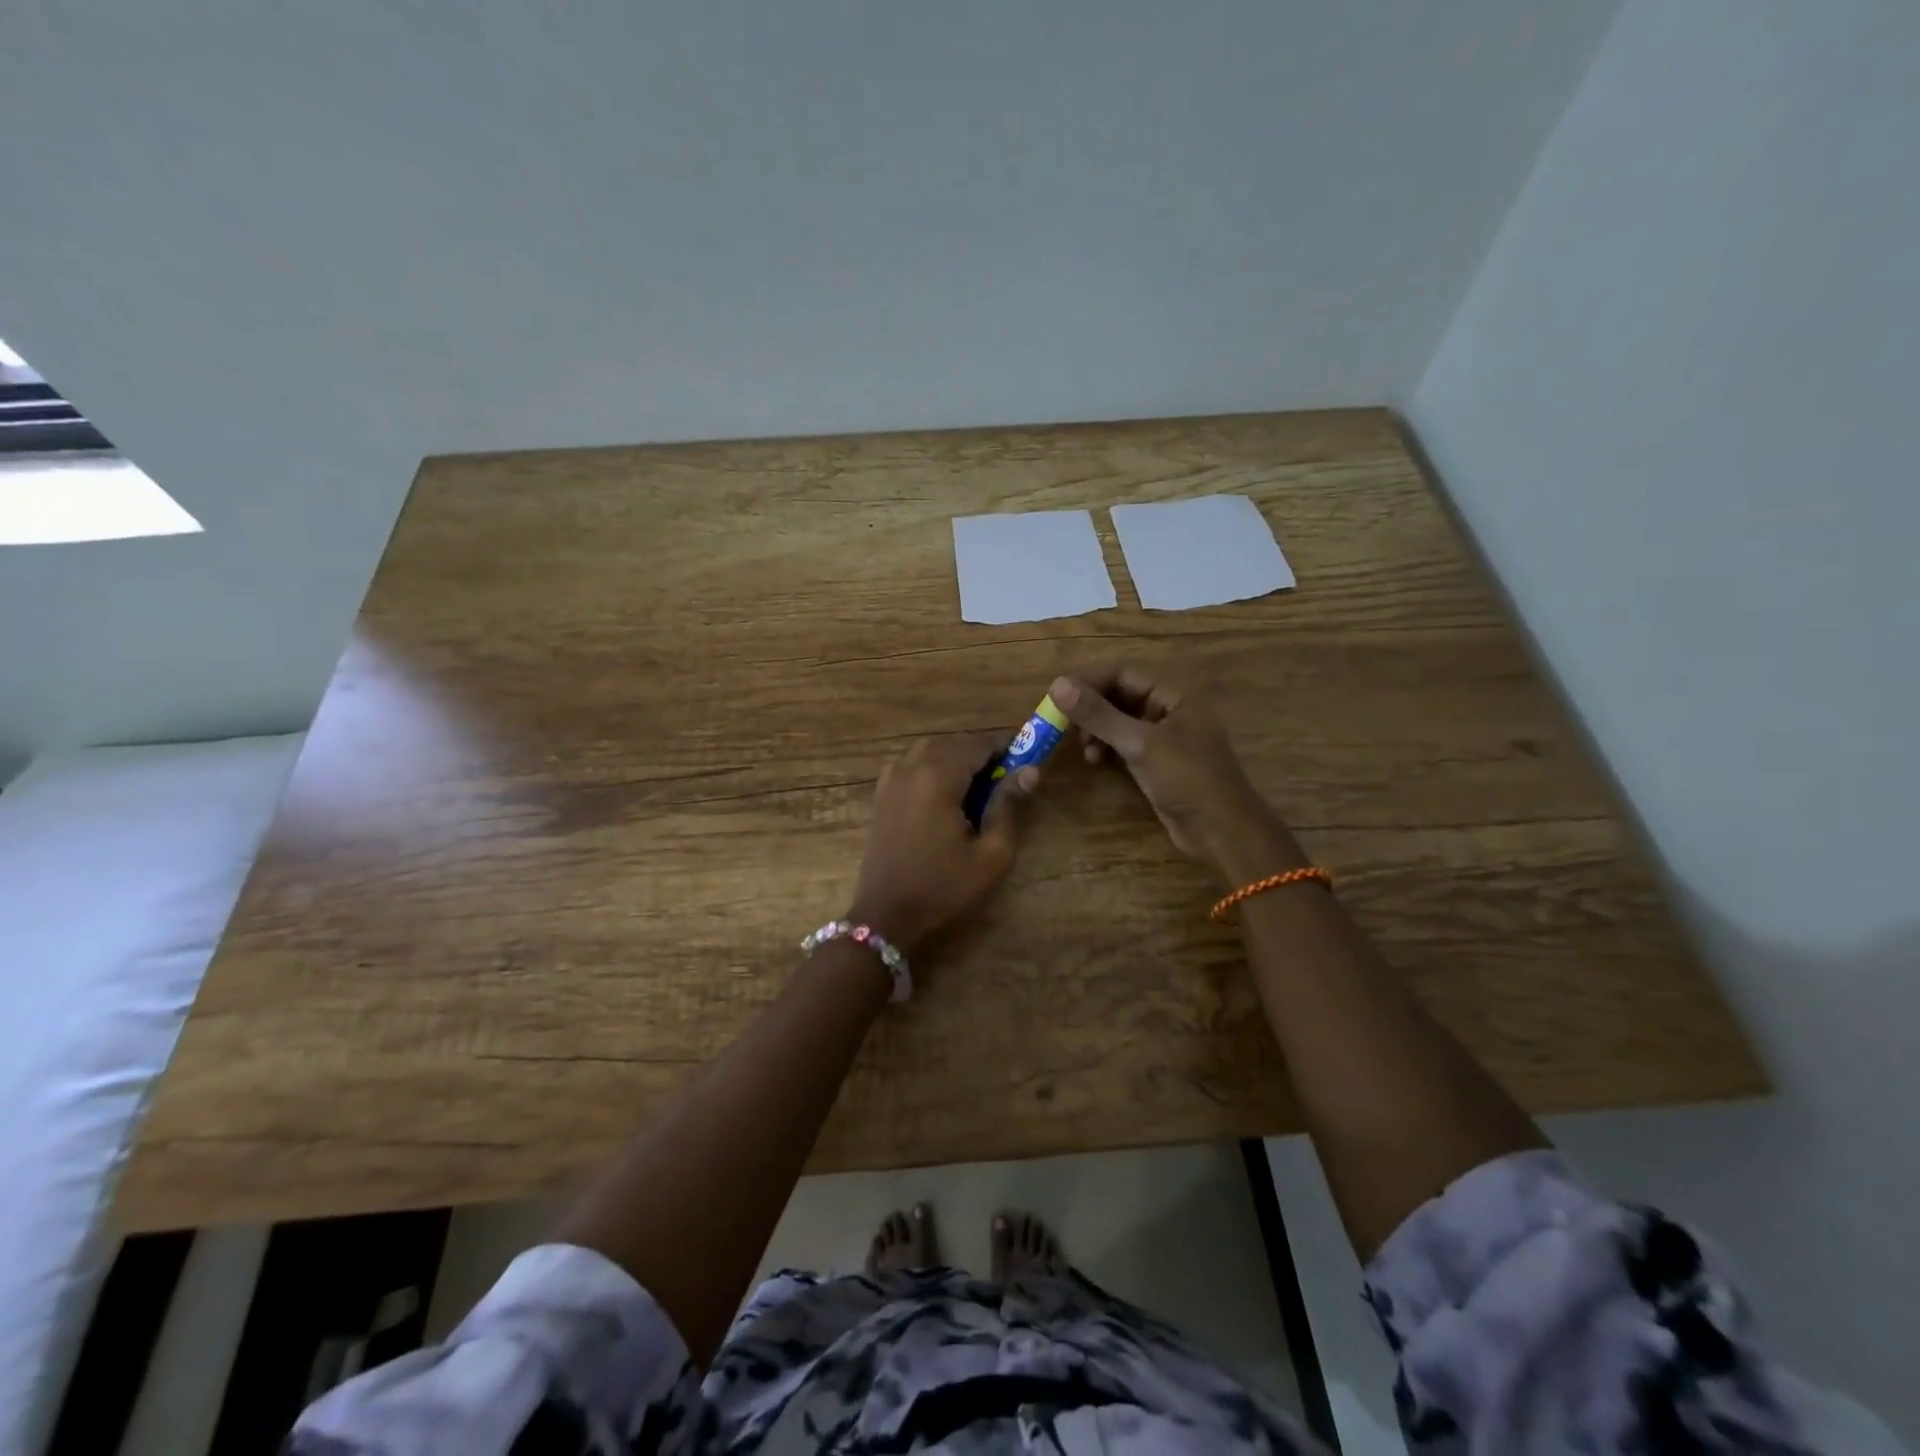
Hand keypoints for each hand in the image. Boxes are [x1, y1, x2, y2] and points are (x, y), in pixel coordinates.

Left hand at [849, 734, 1033, 954]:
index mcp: (938, 777)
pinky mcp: (881, 796)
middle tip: (1005, 775)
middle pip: (952, 742)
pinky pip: (909, 764)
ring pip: (928, 750)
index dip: (1005, 745)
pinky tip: (943, 793)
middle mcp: (911, 768)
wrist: (886, 916)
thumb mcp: (990, 855)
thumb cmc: (943, 888)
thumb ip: (1008, 807)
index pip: (977, 744)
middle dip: (980, 752)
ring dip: (955, 757)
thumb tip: (1029, 771)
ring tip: (976, 784)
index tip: (1027, 755)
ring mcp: (891, 780)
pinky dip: (930, 766)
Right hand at [1049, 668, 1304, 884]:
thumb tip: (1056, 685)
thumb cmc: (1186, 779)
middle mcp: (1169, 709)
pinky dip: (1106, 747)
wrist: (1220, 831)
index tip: (1056, 696)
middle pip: (1119, 695)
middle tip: (1061, 723)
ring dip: (1096, 730)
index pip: (1123, 673)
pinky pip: (1124, 744)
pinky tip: (1094, 760)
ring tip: (1082, 747)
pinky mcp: (1156, 762)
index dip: (1088, 681)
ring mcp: (1163, 737)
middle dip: (1090, 708)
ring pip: (1119, 721)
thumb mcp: (1139, 743)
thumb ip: (1098, 714)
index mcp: (1174, 694)